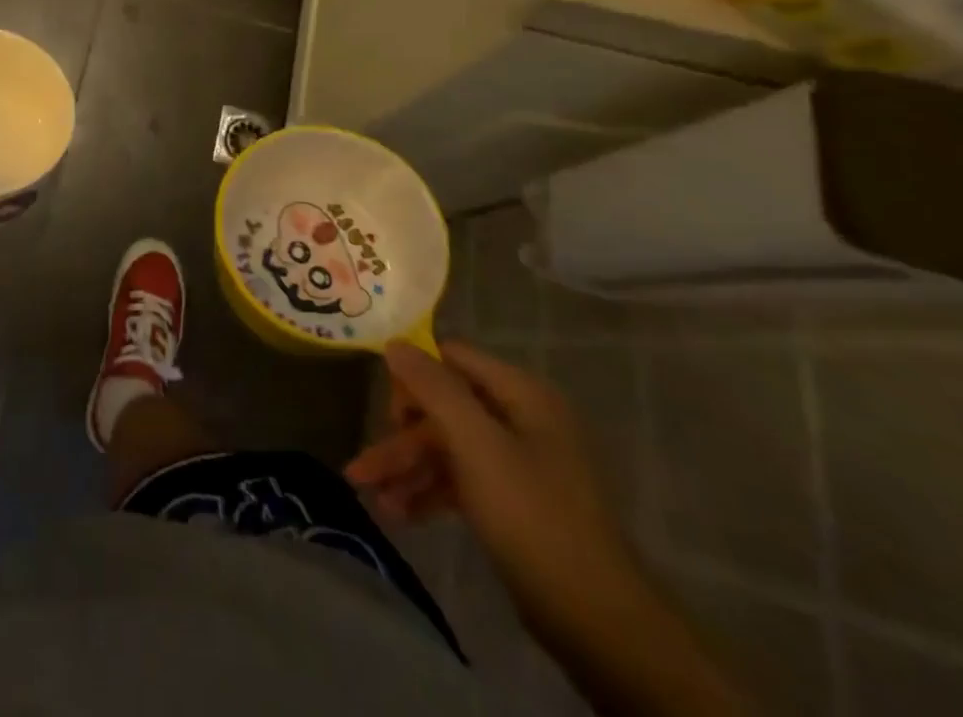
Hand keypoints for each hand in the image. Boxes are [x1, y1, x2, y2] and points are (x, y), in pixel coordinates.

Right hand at [345, 341, 641, 647]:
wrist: (597, 621)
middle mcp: (521, 419)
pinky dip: (429, 493)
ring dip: (408, 470)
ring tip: (371, 496)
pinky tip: (397, 514)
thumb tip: (394, 342)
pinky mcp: (514, 502)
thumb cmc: (532, 515)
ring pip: (448, 449)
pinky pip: (461, 482)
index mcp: (521, 394)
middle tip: (365, 467)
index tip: (384, 406)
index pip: (452, 359)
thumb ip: (433, 388)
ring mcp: (519, 463)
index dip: (413, 375)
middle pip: (444, 410)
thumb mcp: (476, 444)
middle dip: (401, 439)